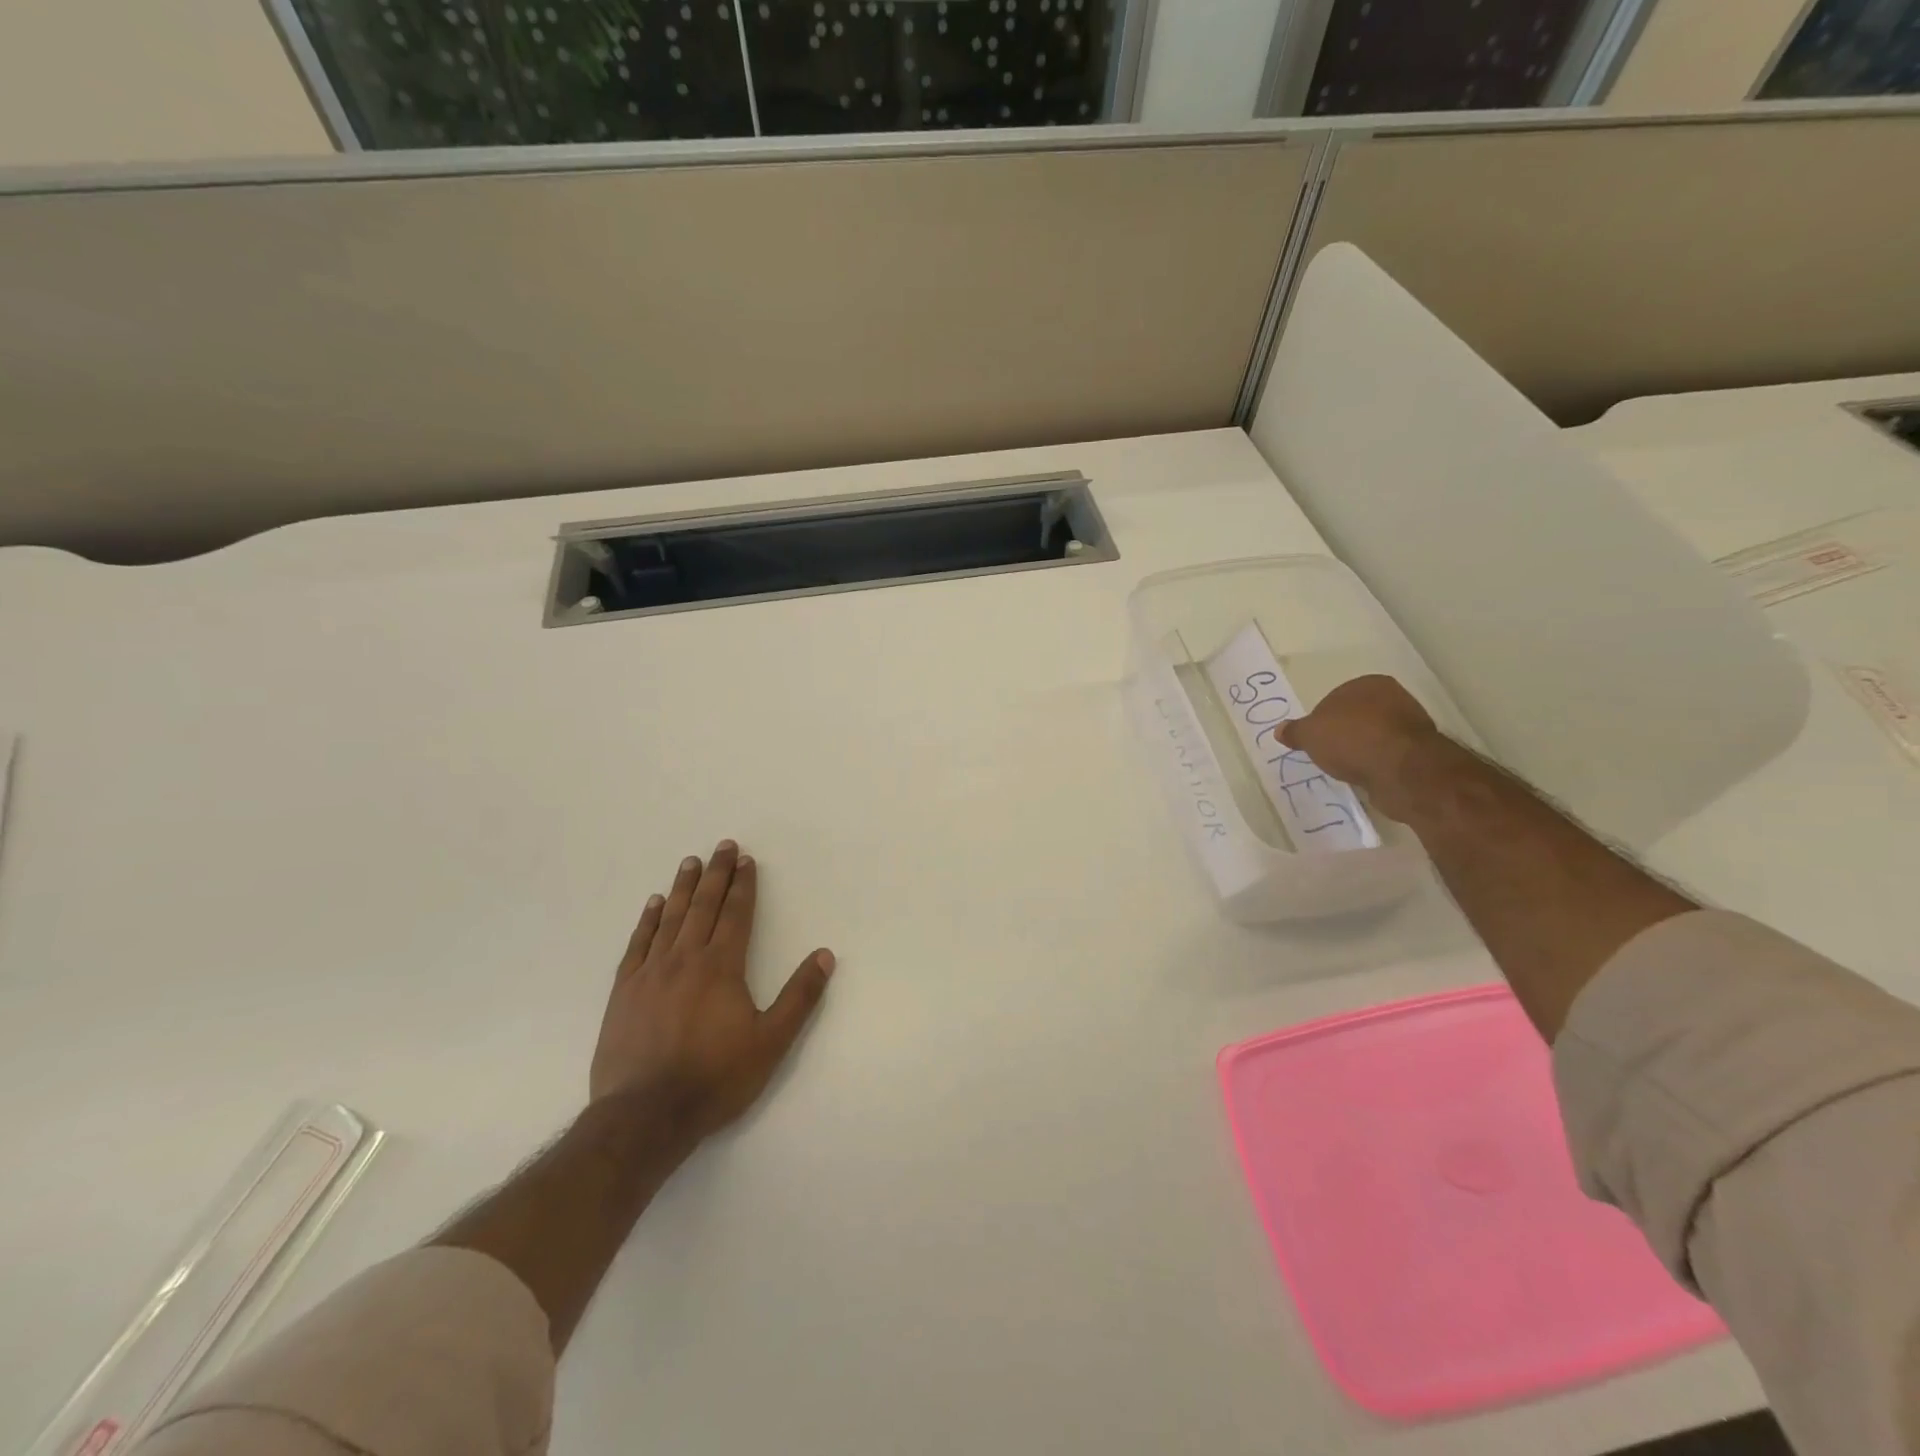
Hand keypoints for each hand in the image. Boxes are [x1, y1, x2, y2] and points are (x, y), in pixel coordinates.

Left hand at [590, 840, 834, 1139]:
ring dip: (683, 888)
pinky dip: (647, 920)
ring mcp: (651, 972)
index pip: (736, 914)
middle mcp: (686, 958)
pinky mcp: (624, 990)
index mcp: (722, 966)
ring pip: (671, 918)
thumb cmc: (715, 1078)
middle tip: (722, 846)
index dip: (744, 885)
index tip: (746, 860)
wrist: (644, 1115)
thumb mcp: (771, 1042)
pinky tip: (653, 904)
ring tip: (691, 863)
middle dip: (717, 875)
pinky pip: (638, 943)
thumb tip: (825, 955)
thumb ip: (799, 997)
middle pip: (704, 906)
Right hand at [1278, 675, 1438, 808]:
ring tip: (1347, 768)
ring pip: (1374, 736)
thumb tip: (1280, 730)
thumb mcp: (1310, 735)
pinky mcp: (1420, 751)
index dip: (1321, 720)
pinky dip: (1376, 764)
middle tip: (1327, 754)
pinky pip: (1388, 755)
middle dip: (1343, 734)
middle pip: (1356, 716)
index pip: (1335, 698)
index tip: (1314, 740)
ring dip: (1361, 750)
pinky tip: (1366, 775)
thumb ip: (1294, 731)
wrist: (1401, 769)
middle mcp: (1394, 697)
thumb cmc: (1351, 739)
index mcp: (1368, 684)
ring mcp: (1410, 724)